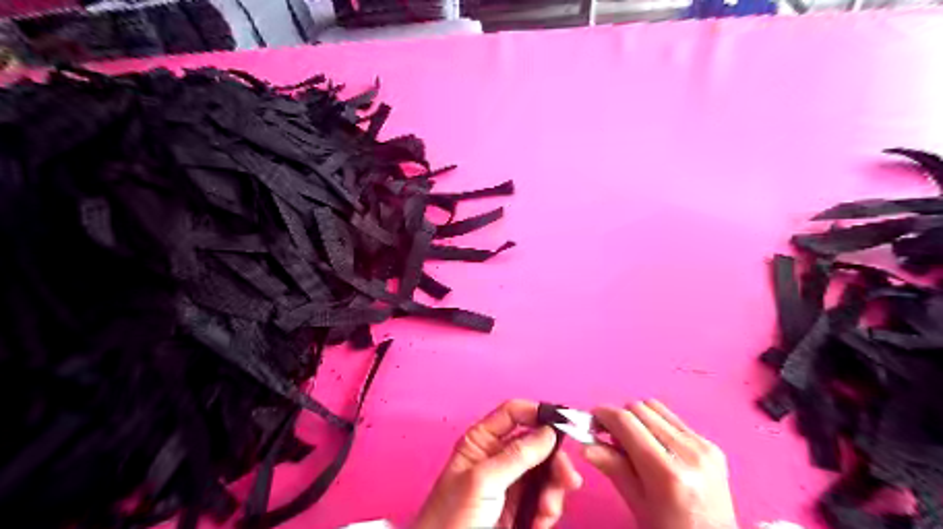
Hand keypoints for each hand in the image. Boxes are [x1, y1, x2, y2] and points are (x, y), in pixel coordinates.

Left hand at [413, 400, 583, 528]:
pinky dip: (548, 510)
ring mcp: (509, 482)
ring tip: (547, 511)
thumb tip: (548, 432)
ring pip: (545, 472)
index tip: (563, 423)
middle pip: (537, 444)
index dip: (538, 413)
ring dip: (553, 490)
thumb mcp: (484, 480)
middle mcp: (497, 457)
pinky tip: (540, 522)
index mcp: (482, 440)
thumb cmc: (451, 518)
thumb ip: (517, 455)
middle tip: (567, 477)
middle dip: (554, 461)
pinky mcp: (518, 507)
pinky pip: (543, 498)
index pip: (514, 413)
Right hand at [588, 402, 739, 528]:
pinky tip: (654, 446)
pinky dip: (656, 425)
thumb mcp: (636, 504)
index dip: (603, 415)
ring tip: (633, 441)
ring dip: (637, 418)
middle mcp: (688, 452)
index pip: (626, 422)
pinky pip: (673, 419)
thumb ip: (612, 468)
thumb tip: (584, 445)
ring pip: (655, 408)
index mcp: (667, 472)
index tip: (590, 421)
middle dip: (619, 417)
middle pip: (639, 408)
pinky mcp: (712, 444)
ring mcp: (703, 446)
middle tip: (608, 436)